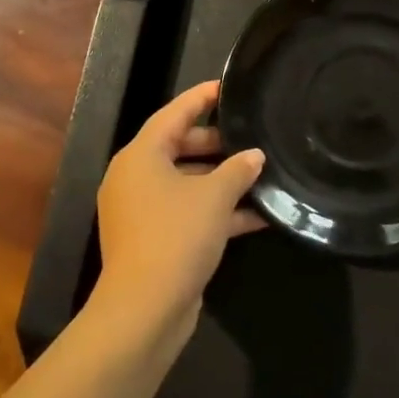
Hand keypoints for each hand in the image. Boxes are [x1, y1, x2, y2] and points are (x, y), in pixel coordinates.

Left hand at [88, 80, 265, 349]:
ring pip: (187, 182)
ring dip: (222, 180)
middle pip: (179, 147)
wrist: (145, 311)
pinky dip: (218, 211)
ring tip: (262, 173)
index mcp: (141, 156)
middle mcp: (136, 178)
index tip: (228, 86)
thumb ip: (238, 169)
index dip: (202, 98)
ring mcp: (143, 211)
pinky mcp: (155, 239)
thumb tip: (255, 156)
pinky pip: (189, 212)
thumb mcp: (215, 197)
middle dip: (217, 143)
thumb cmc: (176, 236)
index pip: (174, 114)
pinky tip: (259, 215)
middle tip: (250, 135)